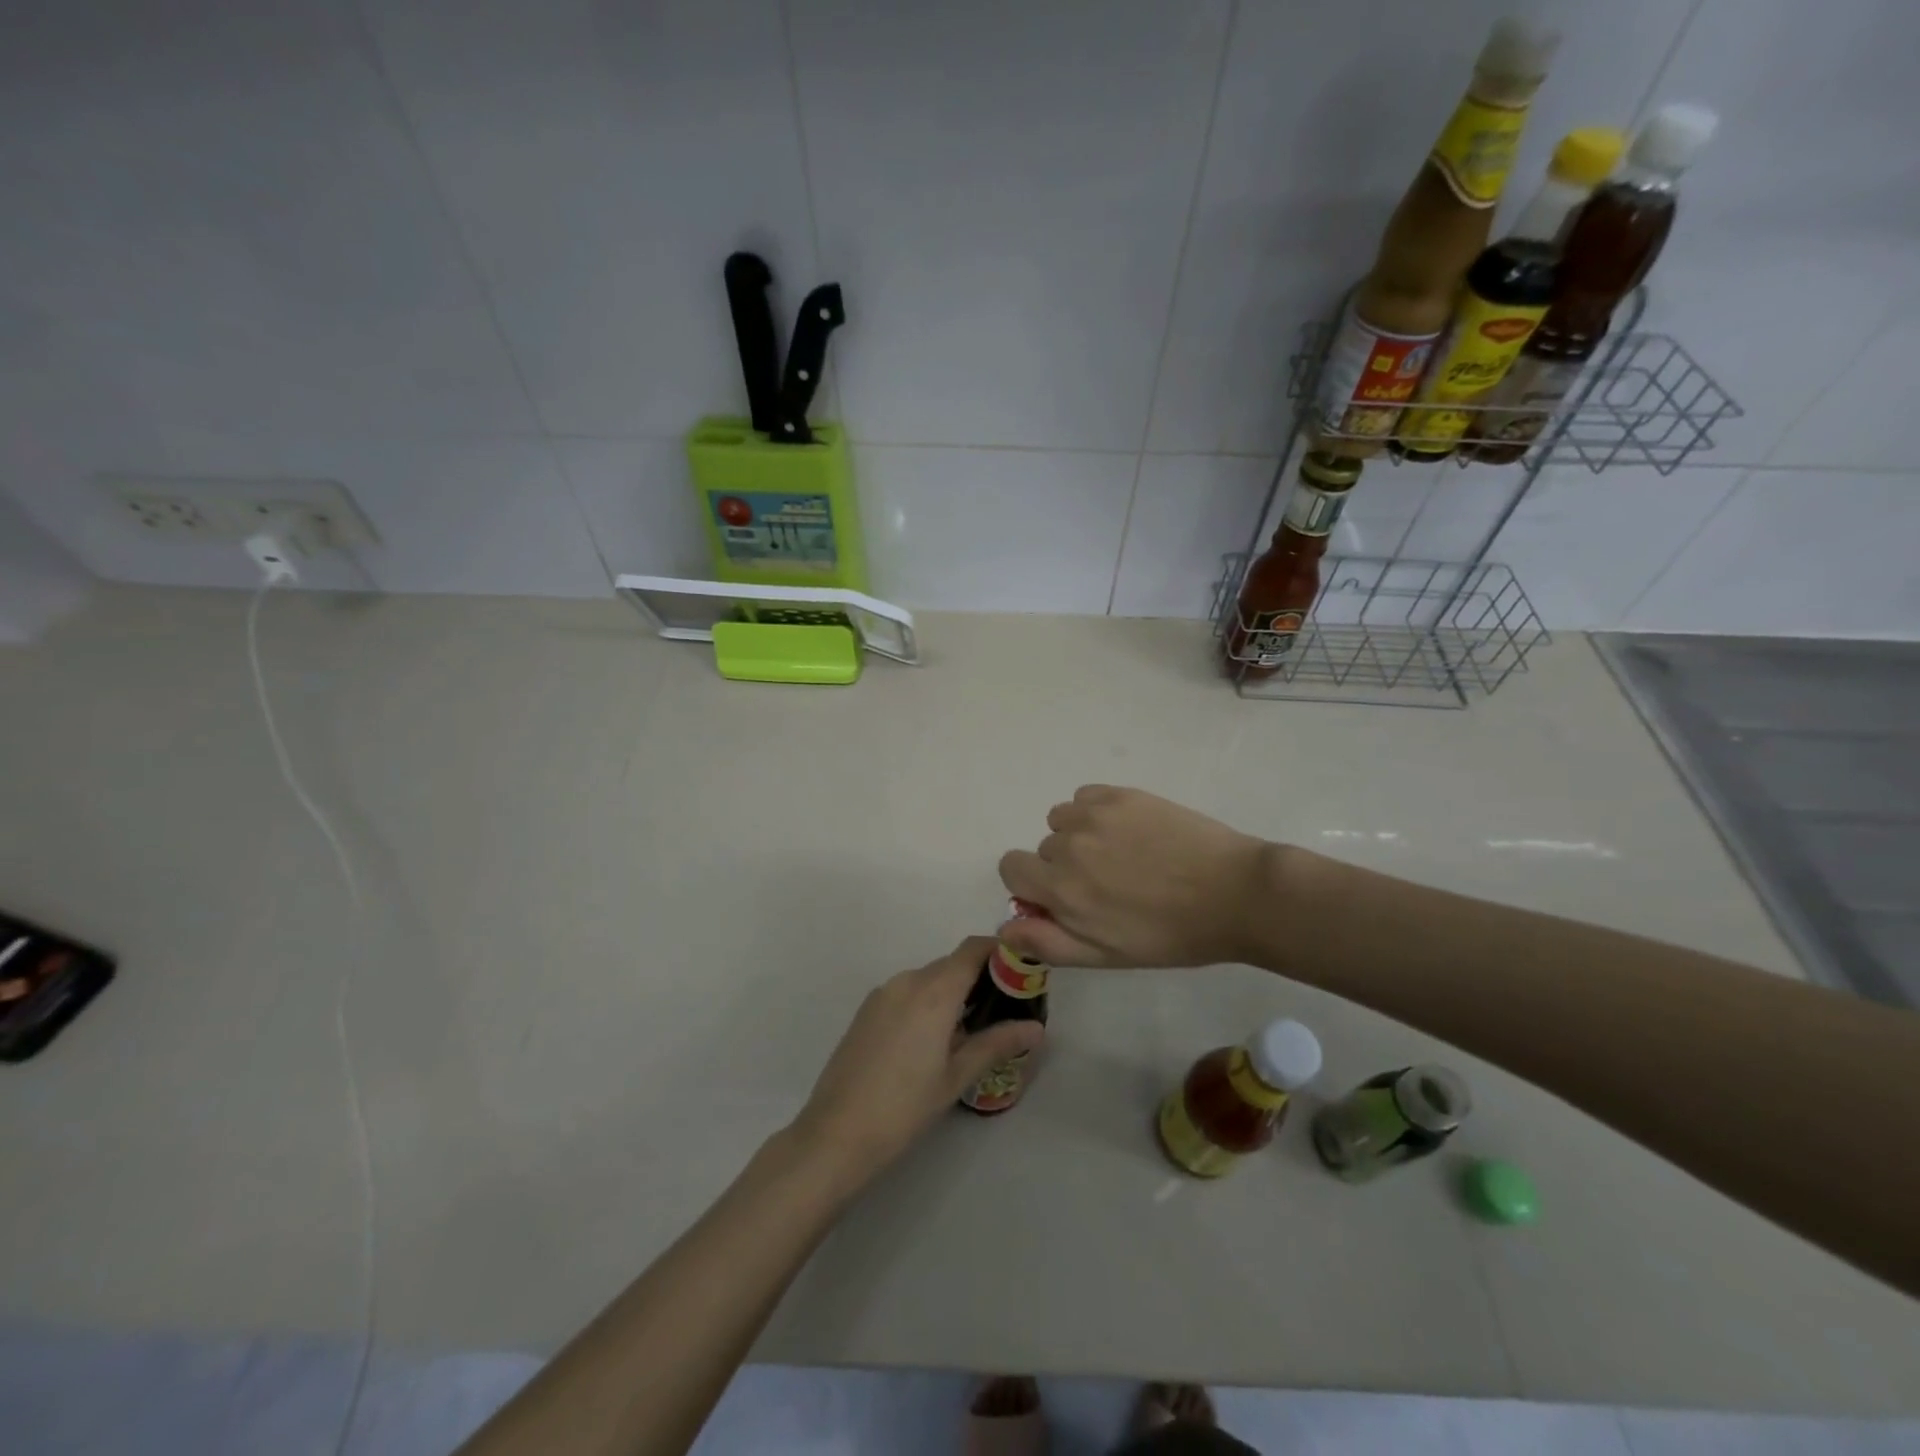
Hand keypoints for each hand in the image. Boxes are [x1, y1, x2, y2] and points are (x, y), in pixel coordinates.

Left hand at [789, 938, 1044, 1189]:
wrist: (835, 1133)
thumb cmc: (904, 1107)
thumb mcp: (956, 1077)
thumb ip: (996, 1044)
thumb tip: (1036, 1028)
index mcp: (934, 991)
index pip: (973, 949)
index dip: (999, 951)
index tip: (1020, 971)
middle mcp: (907, 980)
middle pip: (952, 964)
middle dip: (980, 978)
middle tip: (1004, 1009)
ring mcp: (883, 993)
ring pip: (928, 979)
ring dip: (952, 992)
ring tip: (971, 1030)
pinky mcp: (867, 1010)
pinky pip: (907, 992)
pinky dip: (927, 1002)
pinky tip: (932, 1040)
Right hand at [997, 785, 1272, 968]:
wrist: (1234, 893)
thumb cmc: (1170, 935)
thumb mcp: (1106, 956)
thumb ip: (1048, 942)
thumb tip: (1006, 927)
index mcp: (1060, 888)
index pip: (1011, 867)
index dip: (1032, 883)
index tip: (1064, 896)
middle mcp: (1068, 845)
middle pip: (1043, 848)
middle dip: (1064, 865)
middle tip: (1109, 883)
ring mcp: (1095, 814)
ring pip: (1062, 819)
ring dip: (1079, 835)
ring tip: (1121, 854)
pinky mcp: (1121, 794)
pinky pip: (1085, 797)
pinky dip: (1096, 812)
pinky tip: (1130, 830)